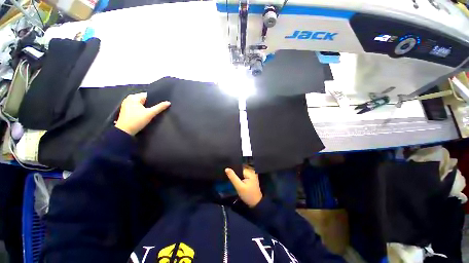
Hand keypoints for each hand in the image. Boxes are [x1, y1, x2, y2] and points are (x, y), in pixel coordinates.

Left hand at [115, 92, 170, 135]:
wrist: (124, 132)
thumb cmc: (137, 120)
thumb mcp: (150, 113)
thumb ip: (160, 107)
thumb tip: (168, 102)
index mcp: (134, 97)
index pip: (148, 95)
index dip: (156, 99)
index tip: (162, 103)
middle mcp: (129, 99)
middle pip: (144, 99)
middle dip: (152, 104)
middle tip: (160, 108)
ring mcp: (127, 104)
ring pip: (141, 104)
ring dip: (147, 107)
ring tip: (154, 111)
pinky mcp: (126, 110)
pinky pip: (137, 107)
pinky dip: (142, 110)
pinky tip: (147, 114)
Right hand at [225, 167, 262, 207]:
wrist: (256, 203)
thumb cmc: (248, 195)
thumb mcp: (239, 187)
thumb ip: (233, 177)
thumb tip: (227, 168)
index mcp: (250, 171)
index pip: (239, 166)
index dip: (233, 168)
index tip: (227, 170)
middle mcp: (252, 171)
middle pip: (241, 167)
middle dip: (235, 170)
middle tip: (228, 173)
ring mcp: (252, 174)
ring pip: (242, 170)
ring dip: (237, 172)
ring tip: (231, 175)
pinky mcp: (252, 177)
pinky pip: (244, 173)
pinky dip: (240, 175)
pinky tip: (236, 178)